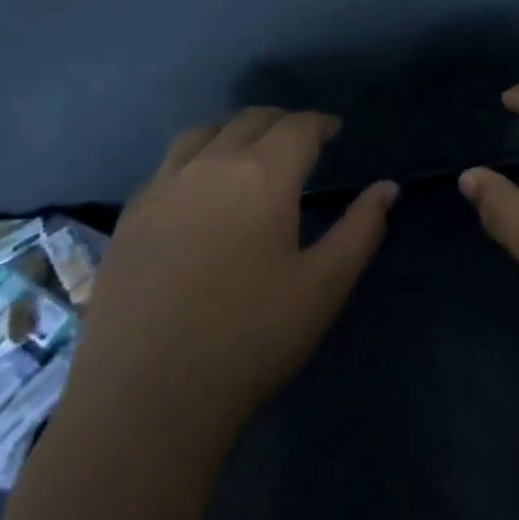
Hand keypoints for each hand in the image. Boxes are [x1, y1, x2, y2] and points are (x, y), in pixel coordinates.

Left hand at [82, 108, 398, 428]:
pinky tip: (198, 191)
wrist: (146, 399)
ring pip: (203, 133)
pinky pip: (167, 165)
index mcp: (263, 175)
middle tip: (300, 140)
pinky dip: (195, 158)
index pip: (298, 126)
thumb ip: (361, 229)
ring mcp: (162, 188)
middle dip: (281, 122)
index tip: (334, 130)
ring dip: (234, 132)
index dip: (321, 123)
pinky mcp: (129, 217)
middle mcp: (211, 165)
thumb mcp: (324, 285)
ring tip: (247, 153)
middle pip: (250, 120)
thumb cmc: (251, 338)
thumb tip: (388, 188)